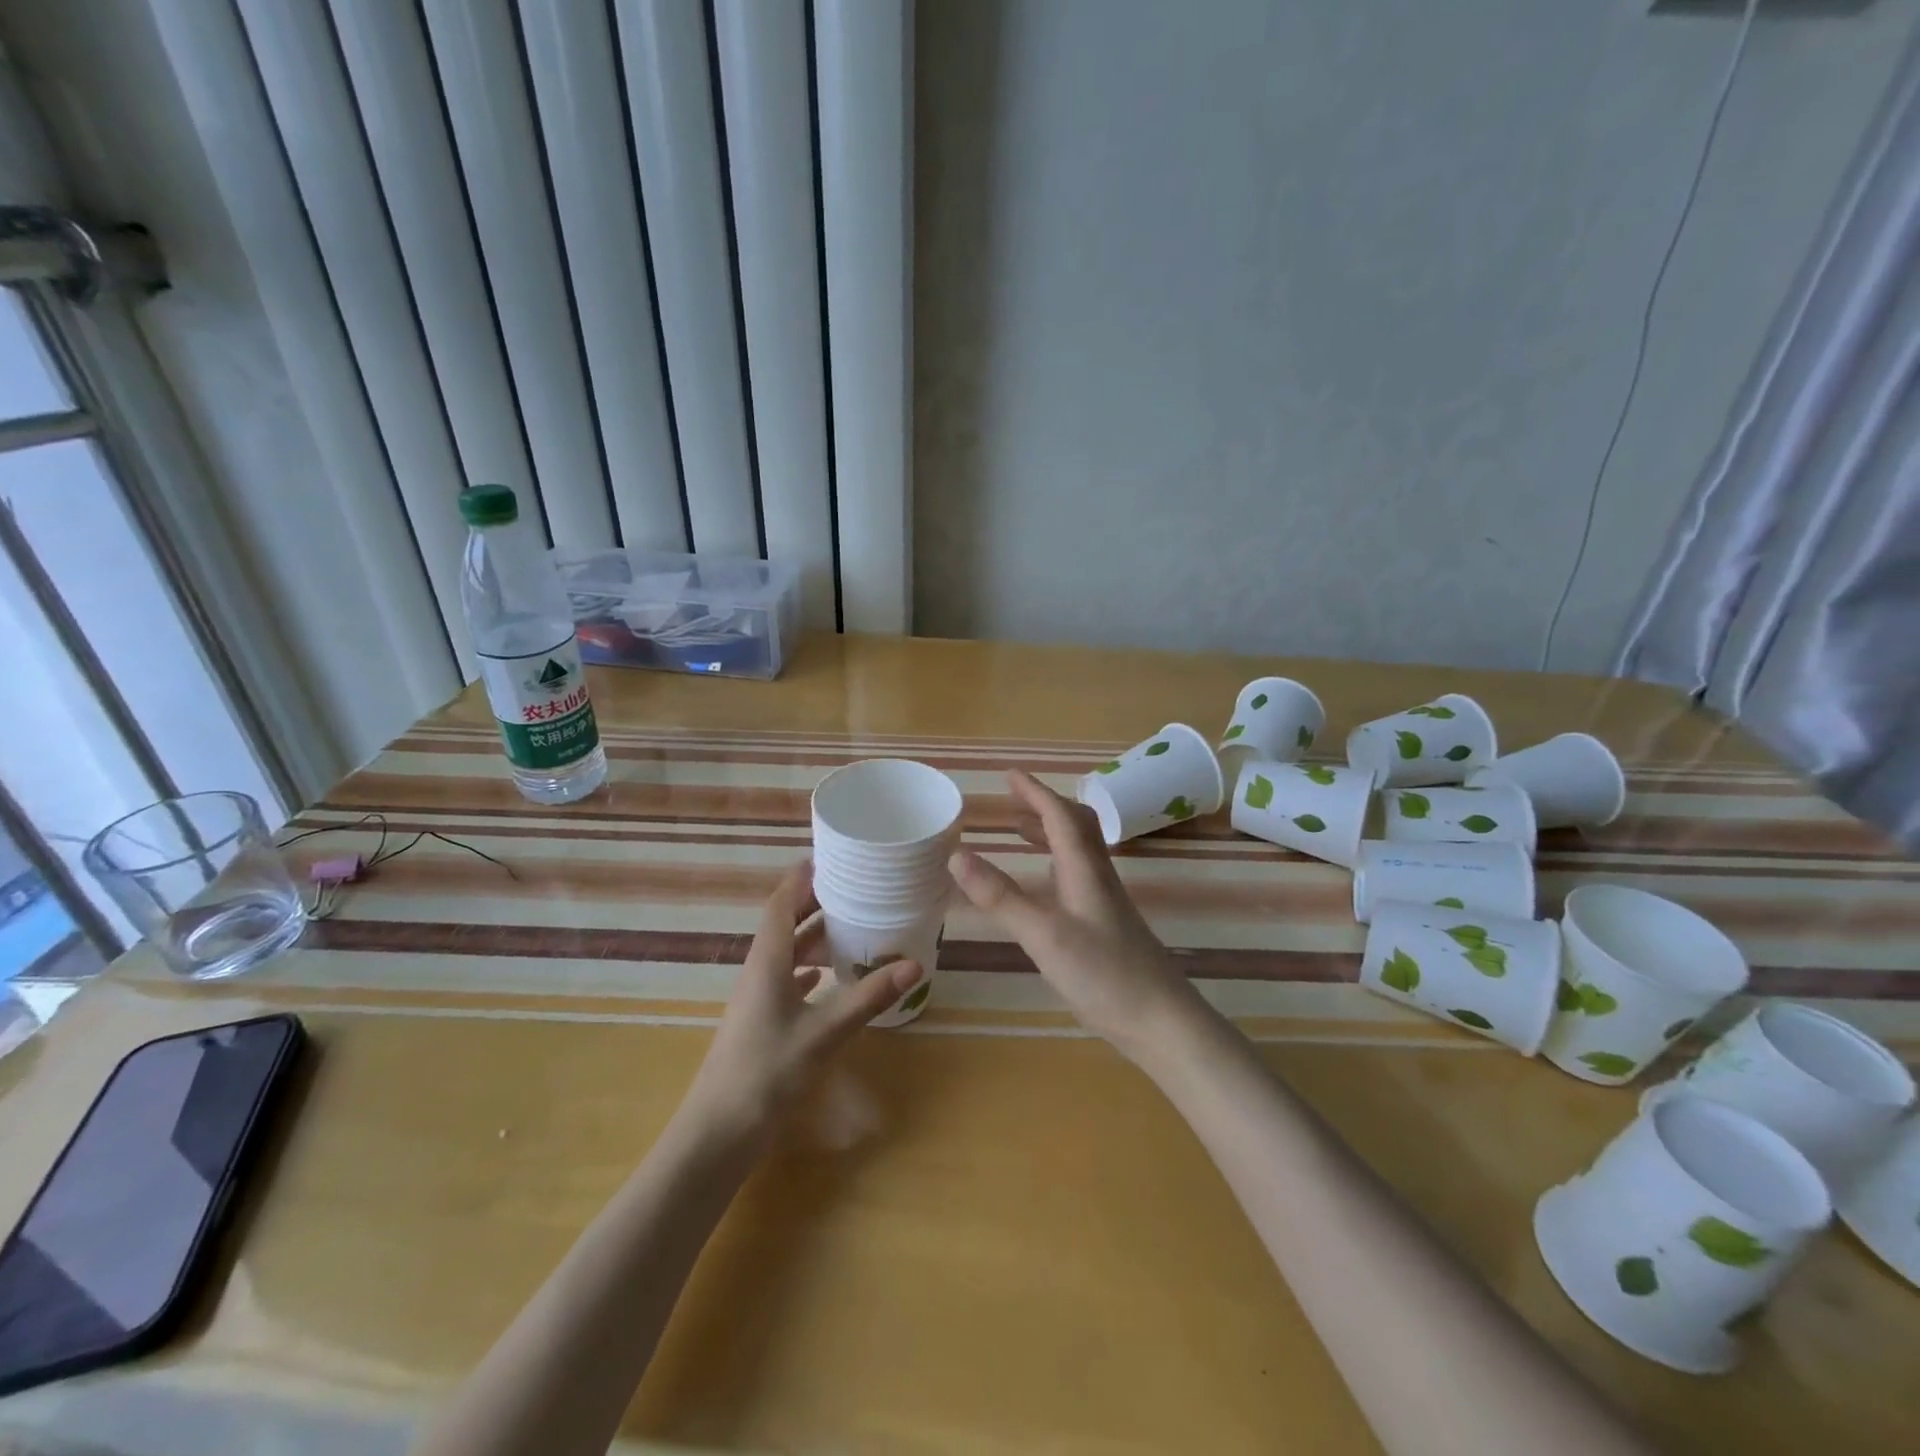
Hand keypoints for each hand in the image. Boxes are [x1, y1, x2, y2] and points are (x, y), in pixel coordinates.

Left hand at [680, 861, 919, 1143]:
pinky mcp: (762, 1020)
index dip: (803, 876)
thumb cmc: (768, 1072)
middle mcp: (760, 969)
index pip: (782, 902)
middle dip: (816, 901)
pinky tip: (831, 975)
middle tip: (856, 886)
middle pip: (786, 922)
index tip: (834, 856)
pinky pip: (788, 978)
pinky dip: (811, 967)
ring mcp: (758, 996)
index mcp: (768, 960)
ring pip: (787, 951)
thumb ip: (868, 997)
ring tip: (854, 926)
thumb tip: (913, 964)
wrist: (718, 1132)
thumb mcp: (825, 1032)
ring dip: (815, 935)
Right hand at [948, 769, 1204, 1060]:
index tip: (1009, 774)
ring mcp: (1105, 900)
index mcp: (1084, 869)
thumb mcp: (1043, 934)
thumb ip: (1000, 896)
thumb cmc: (1103, 973)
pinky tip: (1044, 884)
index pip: (1059, 815)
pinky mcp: (1106, 923)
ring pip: (1078, 850)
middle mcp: (1097, 876)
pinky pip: (1078, 874)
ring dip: (1049, 832)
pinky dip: (1055, 862)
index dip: (1034, 791)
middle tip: (1012, 800)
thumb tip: (955, 854)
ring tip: (1019, 830)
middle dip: (1043, 805)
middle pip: (1075, 825)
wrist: (1161, 1021)